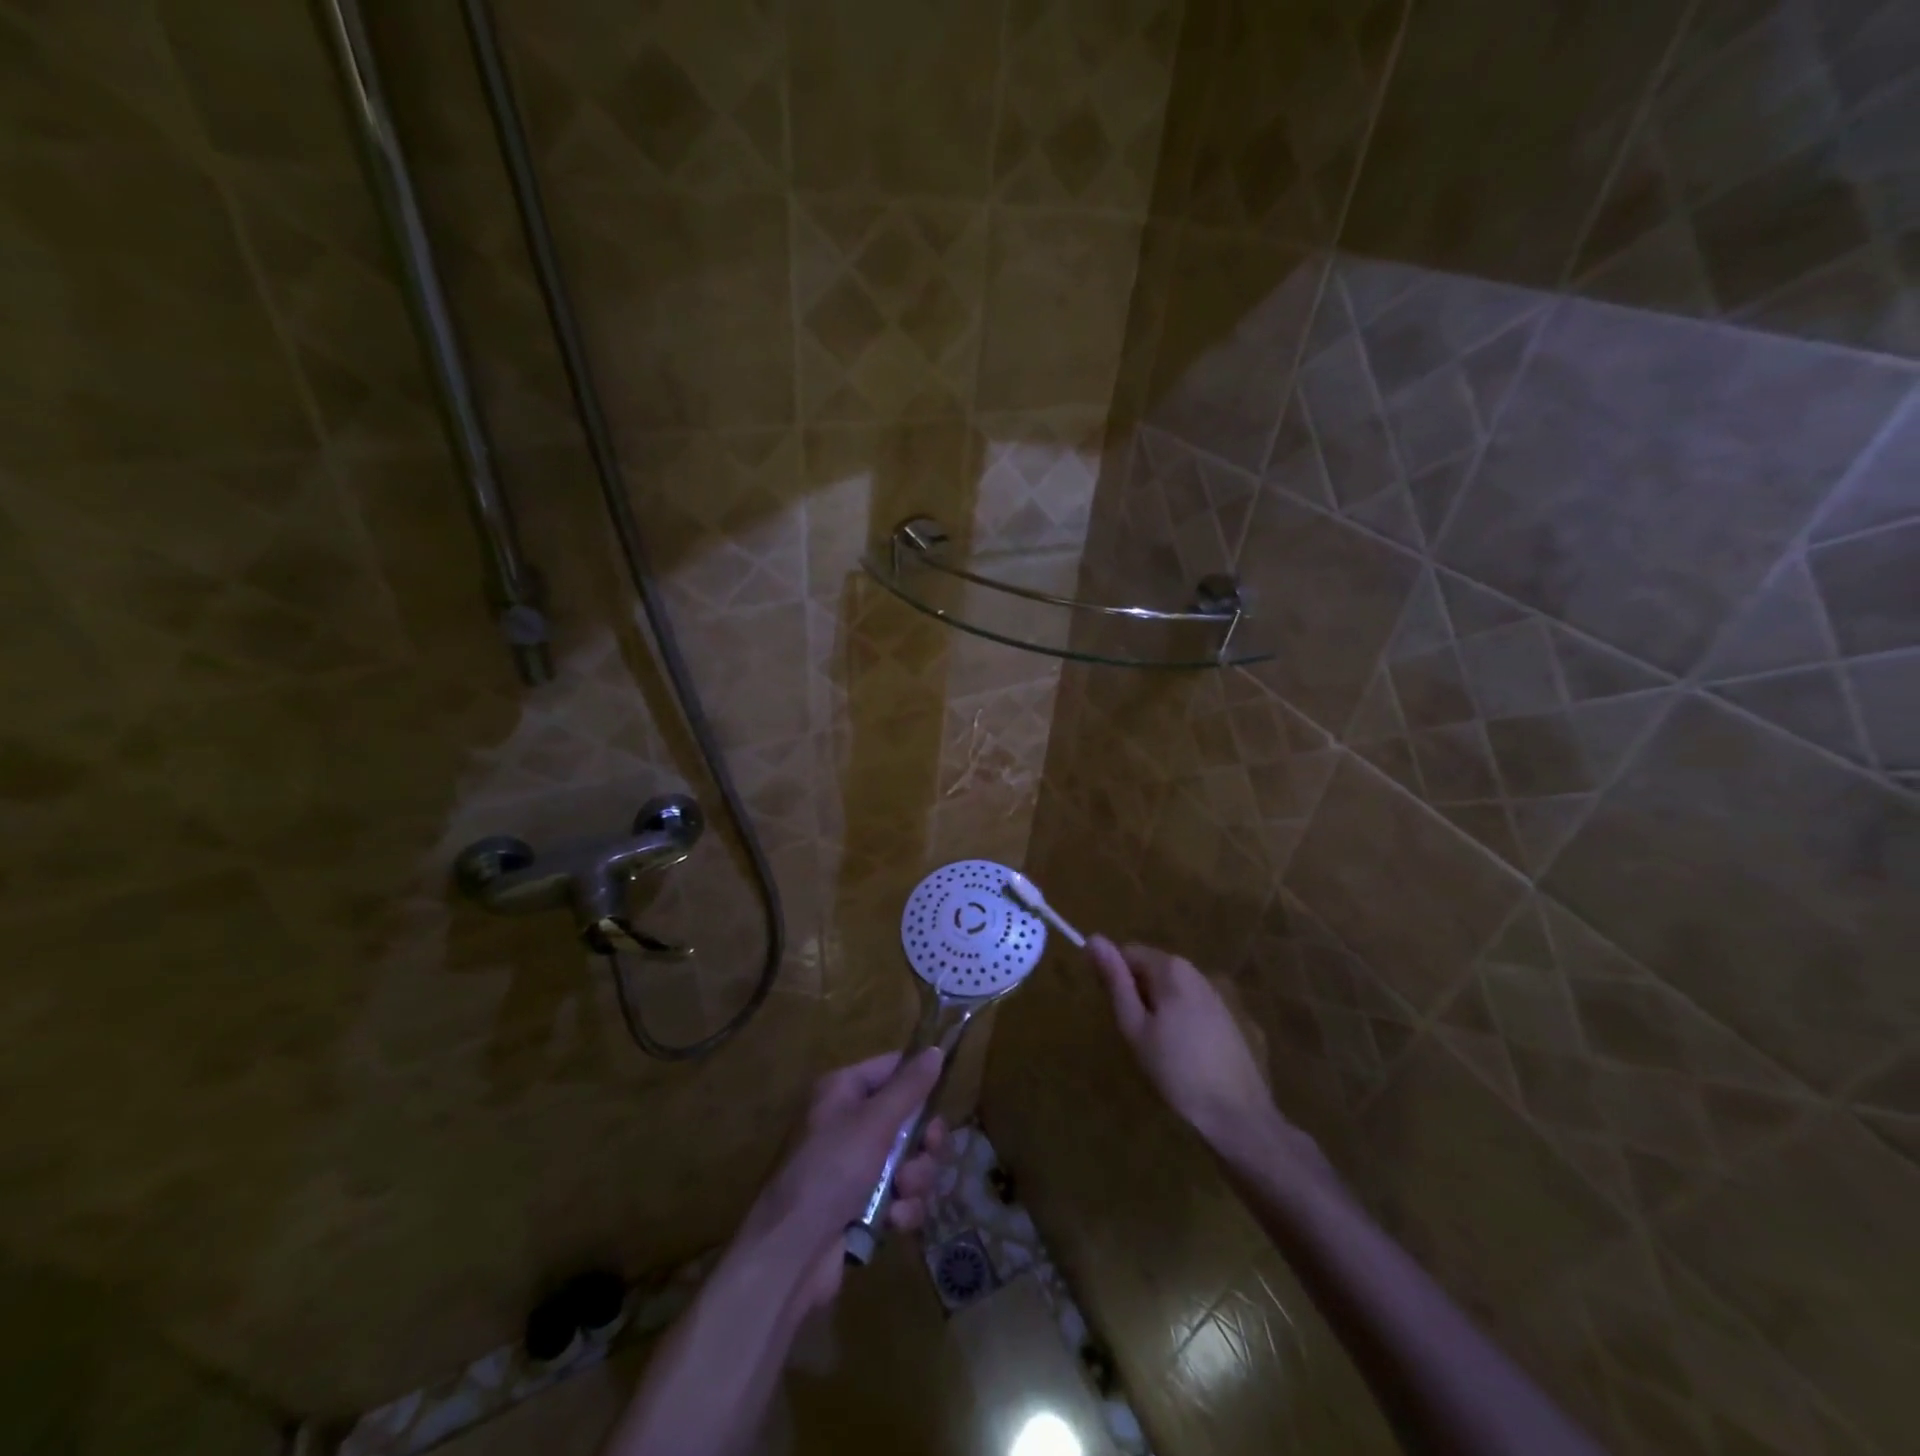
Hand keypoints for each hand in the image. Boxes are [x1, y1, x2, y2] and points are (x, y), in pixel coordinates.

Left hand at [737, 1050, 947, 1312]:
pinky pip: (901, 1195)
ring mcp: (858, 1166)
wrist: (794, 1252)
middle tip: (927, 1151)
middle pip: (909, 1118)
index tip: (942, 1100)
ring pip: (910, 1160)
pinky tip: (894, 1220)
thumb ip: (910, 1087)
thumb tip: (936, 1050)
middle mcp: (851, 1122)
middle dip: (923, 1142)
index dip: (919, 1082)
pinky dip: (903, 1207)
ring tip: (902, 1191)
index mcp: (845, 1090)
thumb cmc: (832, 1169)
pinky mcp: (865, 1205)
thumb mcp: (875, 1122)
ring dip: (915, 1178)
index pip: (893, 1068)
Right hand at [1087, 935, 1291, 1158]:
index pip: (1128, 953)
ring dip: (1156, 1008)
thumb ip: (1115, 981)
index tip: (1115, 1012)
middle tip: (1135, 1035)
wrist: (1237, 1113)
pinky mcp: (1227, 1016)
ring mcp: (1215, 993)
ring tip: (1157, 1048)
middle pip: (1150, 969)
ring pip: (1169, 989)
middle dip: (1136, 994)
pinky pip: (1189, 1005)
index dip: (1114, 978)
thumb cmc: (1176, 1070)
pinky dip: (1177, 1020)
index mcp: (1171, 968)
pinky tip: (1182, 1054)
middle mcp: (1195, 971)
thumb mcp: (1135, 1026)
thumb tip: (1093, 938)